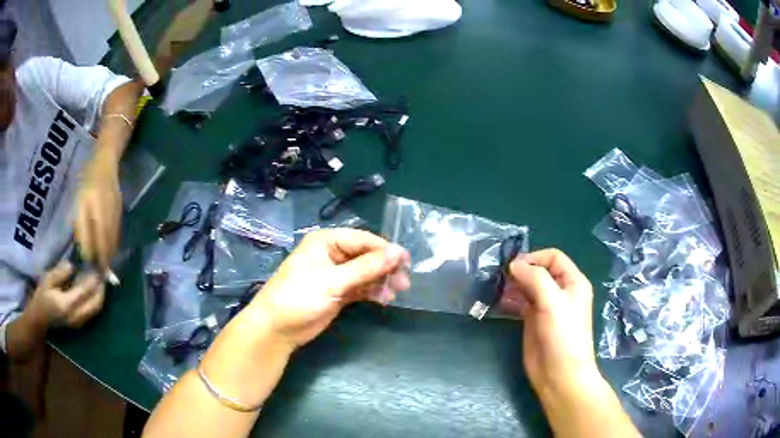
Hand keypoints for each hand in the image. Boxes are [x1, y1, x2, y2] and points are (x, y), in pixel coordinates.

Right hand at [28, 261, 106, 328]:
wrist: (41, 319)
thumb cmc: (42, 297)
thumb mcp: (47, 280)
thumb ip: (60, 273)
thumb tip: (73, 266)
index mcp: (67, 305)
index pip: (84, 291)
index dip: (93, 279)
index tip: (99, 266)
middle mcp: (76, 316)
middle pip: (95, 303)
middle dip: (101, 288)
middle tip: (104, 272)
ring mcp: (79, 323)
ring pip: (96, 309)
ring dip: (101, 295)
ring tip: (102, 279)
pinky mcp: (80, 324)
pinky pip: (92, 312)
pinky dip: (96, 300)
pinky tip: (95, 289)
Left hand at [75, 150, 121, 268]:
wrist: (106, 161)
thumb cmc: (87, 180)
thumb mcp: (79, 203)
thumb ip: (82, 229)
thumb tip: (86, 254)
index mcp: (100, 217)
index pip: (101, 248)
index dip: (99, 265)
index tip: (96, 279)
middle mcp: (111, 221)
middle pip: (109, 249)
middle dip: (105, 264)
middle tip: (99, 278)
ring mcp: (117, 218)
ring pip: (114, 244)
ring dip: (109, 257)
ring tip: (102, 268)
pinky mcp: (119, 215)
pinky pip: (116, 236)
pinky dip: (111, 246)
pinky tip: (106, 249)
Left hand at [249, 229, 410, 348]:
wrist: (277, 328)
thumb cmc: (300, 297)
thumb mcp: (334, 281)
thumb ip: (366, 267)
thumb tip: (398, 253)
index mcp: (327, 241)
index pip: (363, 239)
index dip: (385, 249)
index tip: (406, 262)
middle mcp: (333, 254)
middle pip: (367, 256)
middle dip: (385, 268)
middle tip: (404, 282)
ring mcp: (336, 274)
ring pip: (366, 272)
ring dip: (381, 281)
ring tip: (395, 293)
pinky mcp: (338, 292)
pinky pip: (361, 287)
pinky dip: (373, 292)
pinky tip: (384, 299)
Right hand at [499, 249, 598, 396]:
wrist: (560, 374)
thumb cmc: (563, 335)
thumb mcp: (553, 301)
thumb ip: (535, 278)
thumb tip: (514, 264)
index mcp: (573, 282)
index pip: (553, 257)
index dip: (534, 258)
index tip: (513, 267)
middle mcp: (561, 291)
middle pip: (540, 271)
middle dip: (522, 271)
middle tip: (501, 277)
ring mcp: (546, 307)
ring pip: (529, 286)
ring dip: (514, 284)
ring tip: (497, 288)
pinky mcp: (534, 321)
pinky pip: (521, 303)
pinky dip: (511, 299)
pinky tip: (499, 301)